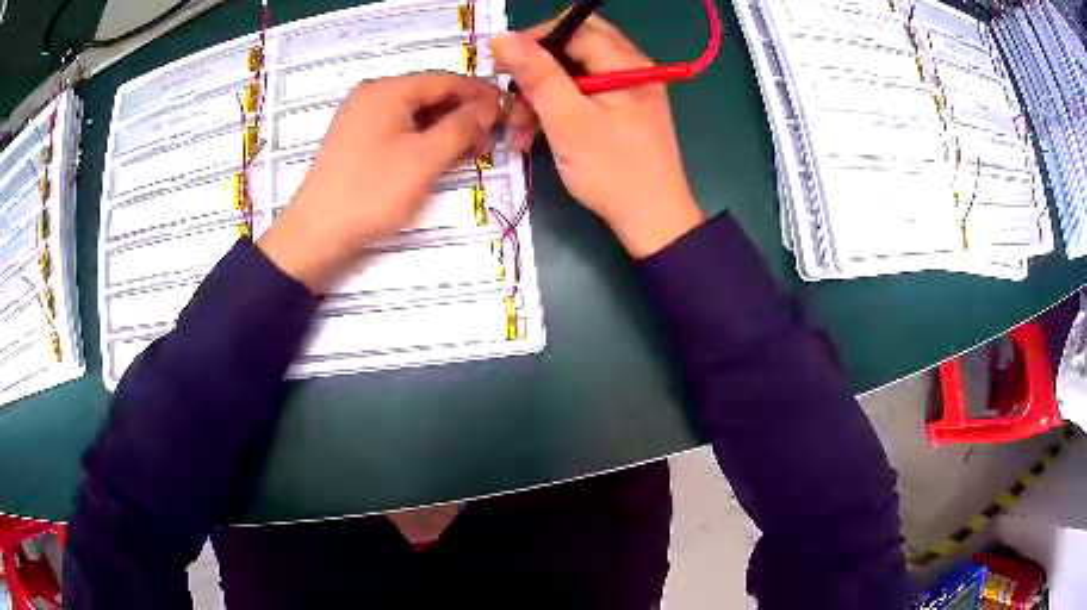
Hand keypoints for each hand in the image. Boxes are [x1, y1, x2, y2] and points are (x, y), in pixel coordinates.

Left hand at [258, 73, 501, 292]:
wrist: (316, 234)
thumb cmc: (372, 192)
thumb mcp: (425, 158)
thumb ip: (462, 126)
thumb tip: (490, 106)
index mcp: (388, 89)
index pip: (446, 80)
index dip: (480, 94)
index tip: (508, 112)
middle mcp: (372, 95)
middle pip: (430, 95)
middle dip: (463, 114)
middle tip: (490, 139)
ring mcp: (361, 118)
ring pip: (415, 114)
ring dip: (445, 129)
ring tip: (470, 151)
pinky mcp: (356, 141)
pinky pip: (399, 129)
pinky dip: (423, 139)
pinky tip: (439, 156)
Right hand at [491, 18, 703, 257]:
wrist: (653, 221)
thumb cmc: (612, 170)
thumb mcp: (567, 120)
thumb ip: (536, 75)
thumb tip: (502, 38)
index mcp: (624, 62)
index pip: (573, 28)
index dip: (534, 40)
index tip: (502, 66)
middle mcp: (629, 68)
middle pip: (573, 48)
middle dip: (536, 70)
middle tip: (511, 95)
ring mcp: (626, 91)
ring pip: (573, 73)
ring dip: (540, 95)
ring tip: (516, 130)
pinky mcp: (620, 112)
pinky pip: (581, 95)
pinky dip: (556, 109)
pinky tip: (532, 135)